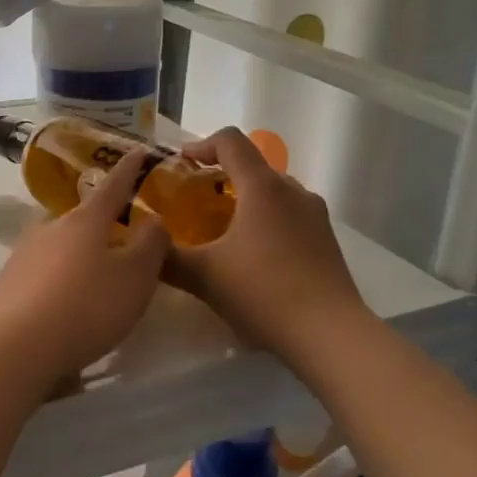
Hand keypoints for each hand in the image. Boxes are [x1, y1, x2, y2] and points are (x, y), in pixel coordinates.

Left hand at [0, 148, 169, 387]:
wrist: (15, 347)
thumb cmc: (86, 306)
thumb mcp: (136, 277)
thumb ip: (151, 245)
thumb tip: (153, 220)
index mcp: (86, 220)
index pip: (114, 185)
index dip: (130, 169)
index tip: (139, 151)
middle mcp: (51, 228)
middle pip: (83, 218)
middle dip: (103, 225)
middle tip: (124, 239)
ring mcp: (25, 255)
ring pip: (62, 246)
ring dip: (81, 256)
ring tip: (99, 280)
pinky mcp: (9, 285)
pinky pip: (45, 274)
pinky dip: (62, 283)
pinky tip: (70, 307)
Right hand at [167, 127, 369, 367]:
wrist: (330, 335)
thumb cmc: (263, 293)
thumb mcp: (204, 277)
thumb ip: (167, 258)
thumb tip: (145, 246)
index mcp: (262, 187)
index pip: (230, 141)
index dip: (201, 145)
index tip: (181, 163)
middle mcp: (293, 191)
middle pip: (253, 166)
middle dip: (222, 176)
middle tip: (196, 201)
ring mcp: (315, 215)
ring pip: (273, 192)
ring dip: (246, 200)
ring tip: (222, 230)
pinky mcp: (326, 240)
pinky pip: (289, 215)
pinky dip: (266, 221)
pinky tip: (253, 257)